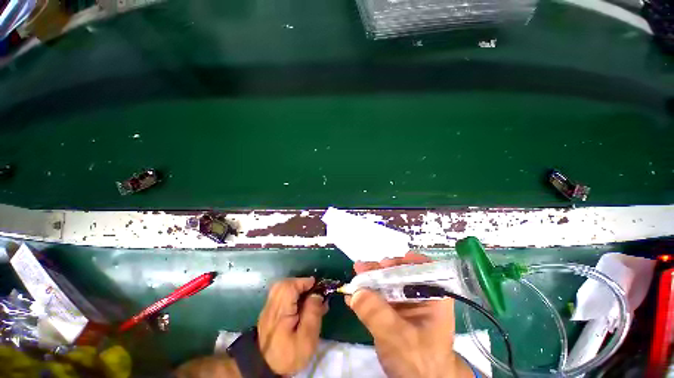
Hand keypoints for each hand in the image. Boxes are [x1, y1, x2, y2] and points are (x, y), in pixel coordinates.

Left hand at [258, 277, 326, 374]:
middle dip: (299, 283)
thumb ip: (313, 314)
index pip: (289, 287)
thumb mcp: (307, 339)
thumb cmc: (289, 355)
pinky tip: (299, 303)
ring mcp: (268, 310)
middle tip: (311, 289)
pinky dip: (290, 293)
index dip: (303, 282)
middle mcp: (271, 307)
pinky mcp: (268, 313)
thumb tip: (317, 295)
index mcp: (280, 313)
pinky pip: (279, 295)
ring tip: (306, 295)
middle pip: (283, 284)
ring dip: (295, 287)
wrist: (266, 370)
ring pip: (280, 288)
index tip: (315, 285)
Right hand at [346, 252, 473, 377]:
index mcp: (433, 296)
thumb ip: (378, 314)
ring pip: (387, 282)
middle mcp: (420, 294)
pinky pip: (379, 297)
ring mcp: (405, 302)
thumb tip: (356, 292)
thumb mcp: (399, 338)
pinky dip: (366, 293)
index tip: (386, 263)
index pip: (423, 268)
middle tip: (363, 267)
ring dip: (370, 278)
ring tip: (356, 273)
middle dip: (380, 269)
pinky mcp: (393, 310)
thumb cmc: (420, 362)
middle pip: (400, 273)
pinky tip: (352, 294)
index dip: (405, 261)